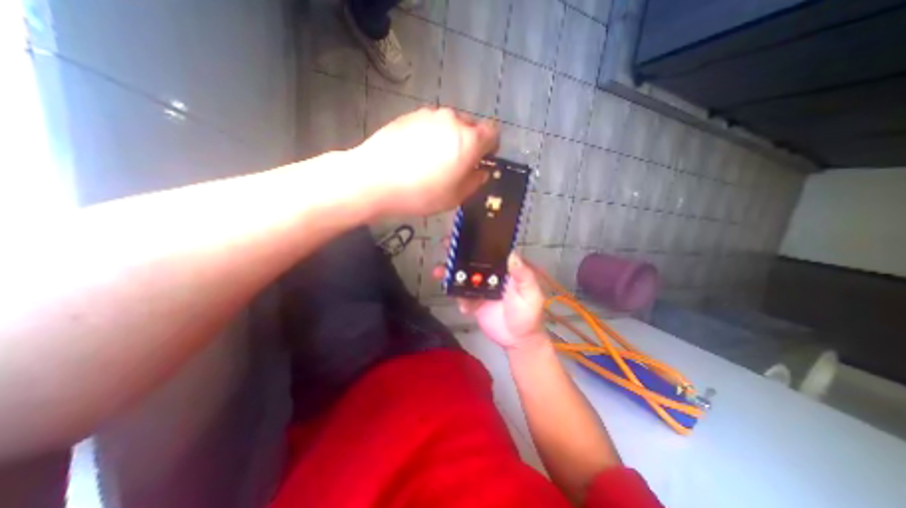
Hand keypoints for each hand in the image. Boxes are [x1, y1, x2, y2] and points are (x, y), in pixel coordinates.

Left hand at [350, 107, 499, 217]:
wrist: (374, 179)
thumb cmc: (420, 193)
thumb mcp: (454, 197)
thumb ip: (474, 182)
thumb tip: (481, 172)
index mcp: (469, 140)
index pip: (493, 133)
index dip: (491, 147)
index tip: (482, 160)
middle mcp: (453, 120)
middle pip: (471, 127)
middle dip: (470, 143)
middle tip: (456, 164)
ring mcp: (429, 115)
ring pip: (449, 125)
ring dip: (449, 139)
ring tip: (433, 160)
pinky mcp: (410, 115)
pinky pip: (430, 124)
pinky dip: (431, 135)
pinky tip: (415, 154)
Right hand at [432, 250, 543, 350]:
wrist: (517, 341)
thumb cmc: (528, 315)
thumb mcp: (530, 294)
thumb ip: (523, 276)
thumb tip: (512, 254)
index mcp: (506, 269)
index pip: (490, 251)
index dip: (478, 241)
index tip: (465, 233)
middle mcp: (491, 274)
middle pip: (472, 260)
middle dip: (458, 252)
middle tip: (445, 246)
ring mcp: (480, 287)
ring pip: (462, 275)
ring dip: (449, 272)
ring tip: (438, 272)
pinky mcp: (473, 301)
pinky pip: (460, 295)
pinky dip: (457, 297)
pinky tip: (463, 307)